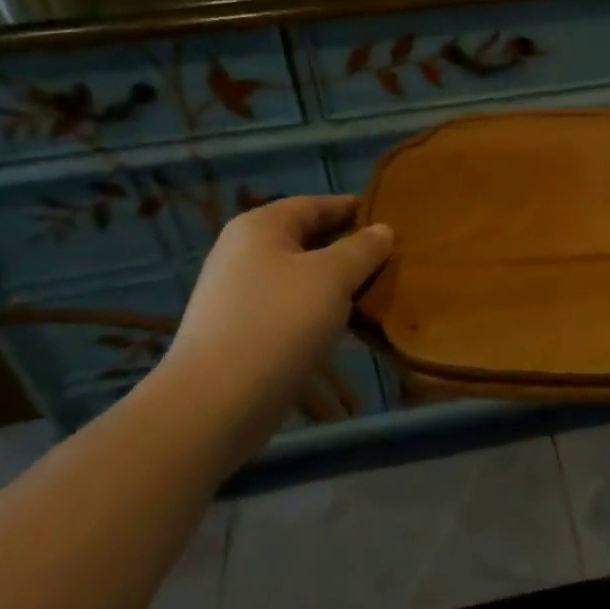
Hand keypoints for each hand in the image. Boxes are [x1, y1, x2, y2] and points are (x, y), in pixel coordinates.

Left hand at [153, 196, 392, 455]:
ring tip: (378, 293)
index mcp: (261, 226)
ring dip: (338, 283)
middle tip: (394, 260)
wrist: (215, 404)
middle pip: (308, 239)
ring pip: (301, 276)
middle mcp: (244, 252)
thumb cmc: (278, 323)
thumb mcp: (332, 277)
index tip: (394, 221)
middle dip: (350, 249)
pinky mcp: (241, 331)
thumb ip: (362, 249)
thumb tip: (382, 231)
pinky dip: (319, 310)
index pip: (317, 204)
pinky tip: (347, 326)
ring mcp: (239, 294)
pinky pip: (290, 308)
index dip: (356, 210)